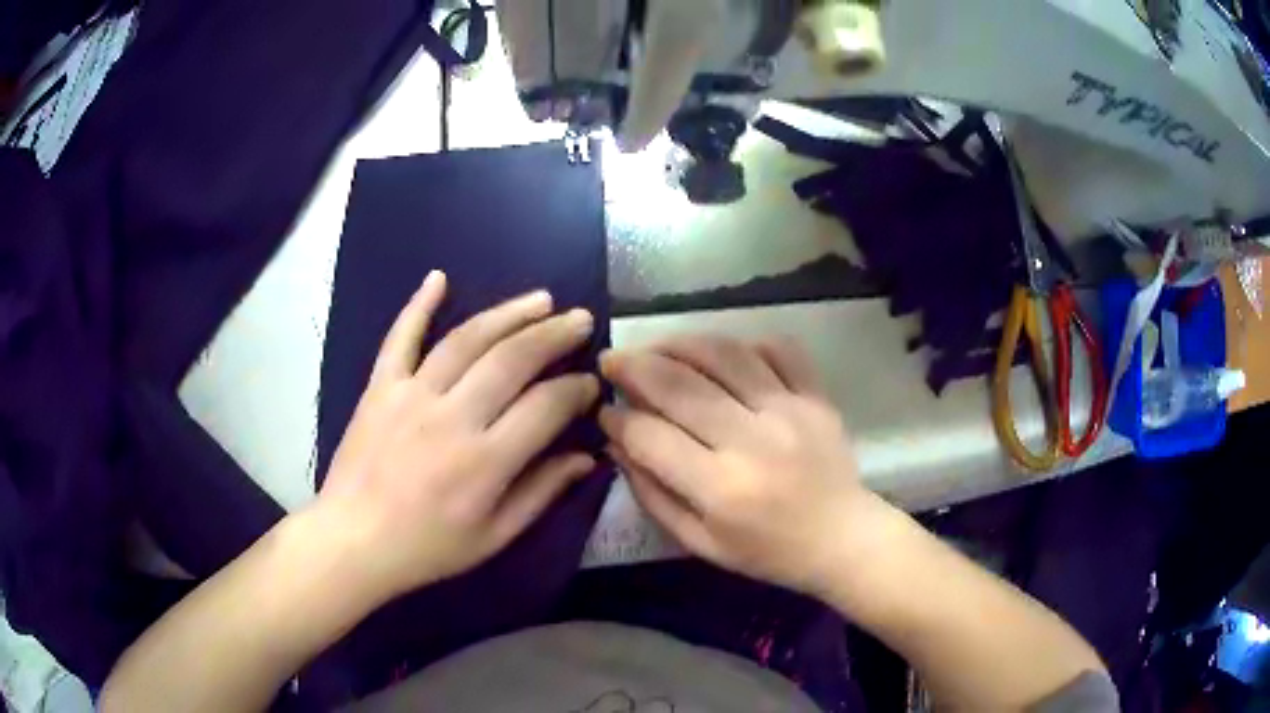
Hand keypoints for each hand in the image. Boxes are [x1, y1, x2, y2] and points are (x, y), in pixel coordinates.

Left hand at [314, 271, 599, 602]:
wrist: (353, 540)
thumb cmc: (427, 547)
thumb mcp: (494, 536)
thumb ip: (542, 492)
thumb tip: (586, 458)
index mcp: (486, 460)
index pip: (546, 406)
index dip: (576, 389)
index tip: (591, 382)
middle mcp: (453, 417)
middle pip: (513, 359)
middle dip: (554, 335)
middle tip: (580, 319)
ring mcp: (412, 395)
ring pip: (467, 339)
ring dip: (508, 313)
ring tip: (541, 299)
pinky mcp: (380, 387)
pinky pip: (400, 337)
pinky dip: (418, 305)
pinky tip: (439, 277)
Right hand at [600, 335, 888, 595]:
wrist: (842, 539)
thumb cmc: (767, 552)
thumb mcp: (699, 543)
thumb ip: (653, 494)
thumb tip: (616, 443)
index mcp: (721, 488)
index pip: (651, 436)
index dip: (617, 419)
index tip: (603, 412)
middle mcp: (752, 440)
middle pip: (679, 385)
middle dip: (633, 366)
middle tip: (610, 361)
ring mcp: (789, 410)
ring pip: (723, 354)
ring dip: (679, 343)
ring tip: (656, 347)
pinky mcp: (816, 395)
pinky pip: (778, 348)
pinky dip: (744, 343)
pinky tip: (722, 354)